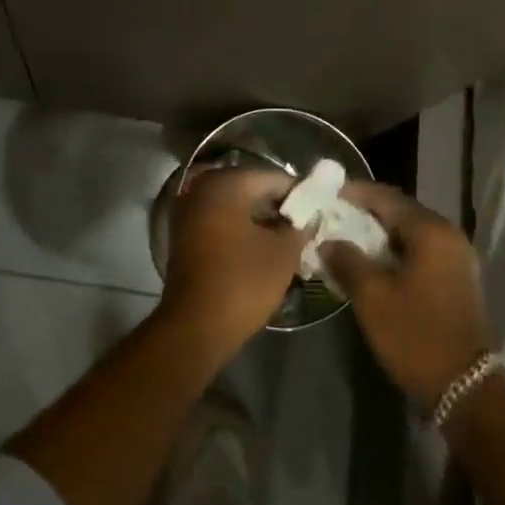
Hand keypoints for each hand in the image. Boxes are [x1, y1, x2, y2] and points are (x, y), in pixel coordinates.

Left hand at [158, 165, 304, 355]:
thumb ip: (300, 227)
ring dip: (261, 219)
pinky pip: (221, 220)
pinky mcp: (184, 233)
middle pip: (252, 188)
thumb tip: (311, 216)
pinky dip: (241, 229)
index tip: (320, 211)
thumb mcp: (283, 254)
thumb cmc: (242, 283)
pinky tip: (263, 247)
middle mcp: (202, 187)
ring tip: (289, 239)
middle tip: (306, 226)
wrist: (195, 327)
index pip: (273, 177)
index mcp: (226, 183)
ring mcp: (189, 210)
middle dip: (280, 206)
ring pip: (236, 205)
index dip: (300, 194)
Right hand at [323, 183, 493, 412]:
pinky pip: (420, 250)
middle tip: (333, 216)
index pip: (386, 197)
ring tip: (347, 238)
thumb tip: (328, 241)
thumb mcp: (372, 297)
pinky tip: (373, 262)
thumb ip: (347, 260)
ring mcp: (457, 257)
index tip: (326, 194)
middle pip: (400, 211)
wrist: (466, 389)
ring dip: (379, 234)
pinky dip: (395, 250)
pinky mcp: (457, 278)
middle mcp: (448, 235)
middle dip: (366, 213)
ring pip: (410, 232)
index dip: (354, 193)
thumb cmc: (416, 335)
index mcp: (431, 230)